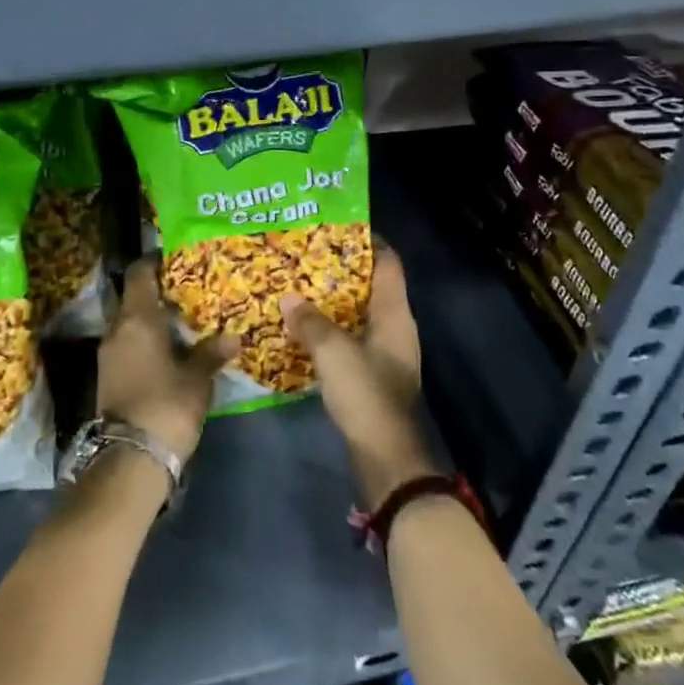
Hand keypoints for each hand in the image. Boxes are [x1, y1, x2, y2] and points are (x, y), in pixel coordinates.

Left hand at [98, 258, 238, 465]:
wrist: (130, 459)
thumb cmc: (167, 406)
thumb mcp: (197, 379)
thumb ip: (211, 353)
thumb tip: (233, 337)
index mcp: (137, 319)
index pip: (139, 274)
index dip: (155, 262)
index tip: (176, 258)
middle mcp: (117, 329)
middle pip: (134, 297)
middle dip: (159, 293)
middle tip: (190, 292)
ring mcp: (108, 354)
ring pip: (130, 323)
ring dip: (153, 320)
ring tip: (184, 322)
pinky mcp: (108, 376)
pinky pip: (128, 344)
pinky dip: (146, 341)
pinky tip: (169, 351)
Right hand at [283, 245, 436, 507]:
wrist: (385, 459)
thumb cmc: (366, 395)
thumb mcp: (334, 353)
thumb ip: (310, 322)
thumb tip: (288, 297)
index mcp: (396, 315)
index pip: (389, 264)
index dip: (369, 241)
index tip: (339, 225)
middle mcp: (395, 329)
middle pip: (371, 286)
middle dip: (341, 269)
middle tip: (307, 253)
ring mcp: (385, 354)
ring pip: (357, 314)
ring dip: (332, 301)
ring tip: (299, 285)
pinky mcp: (372, 376)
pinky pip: (349, 339)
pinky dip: (330, 329)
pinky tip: (302, 327)